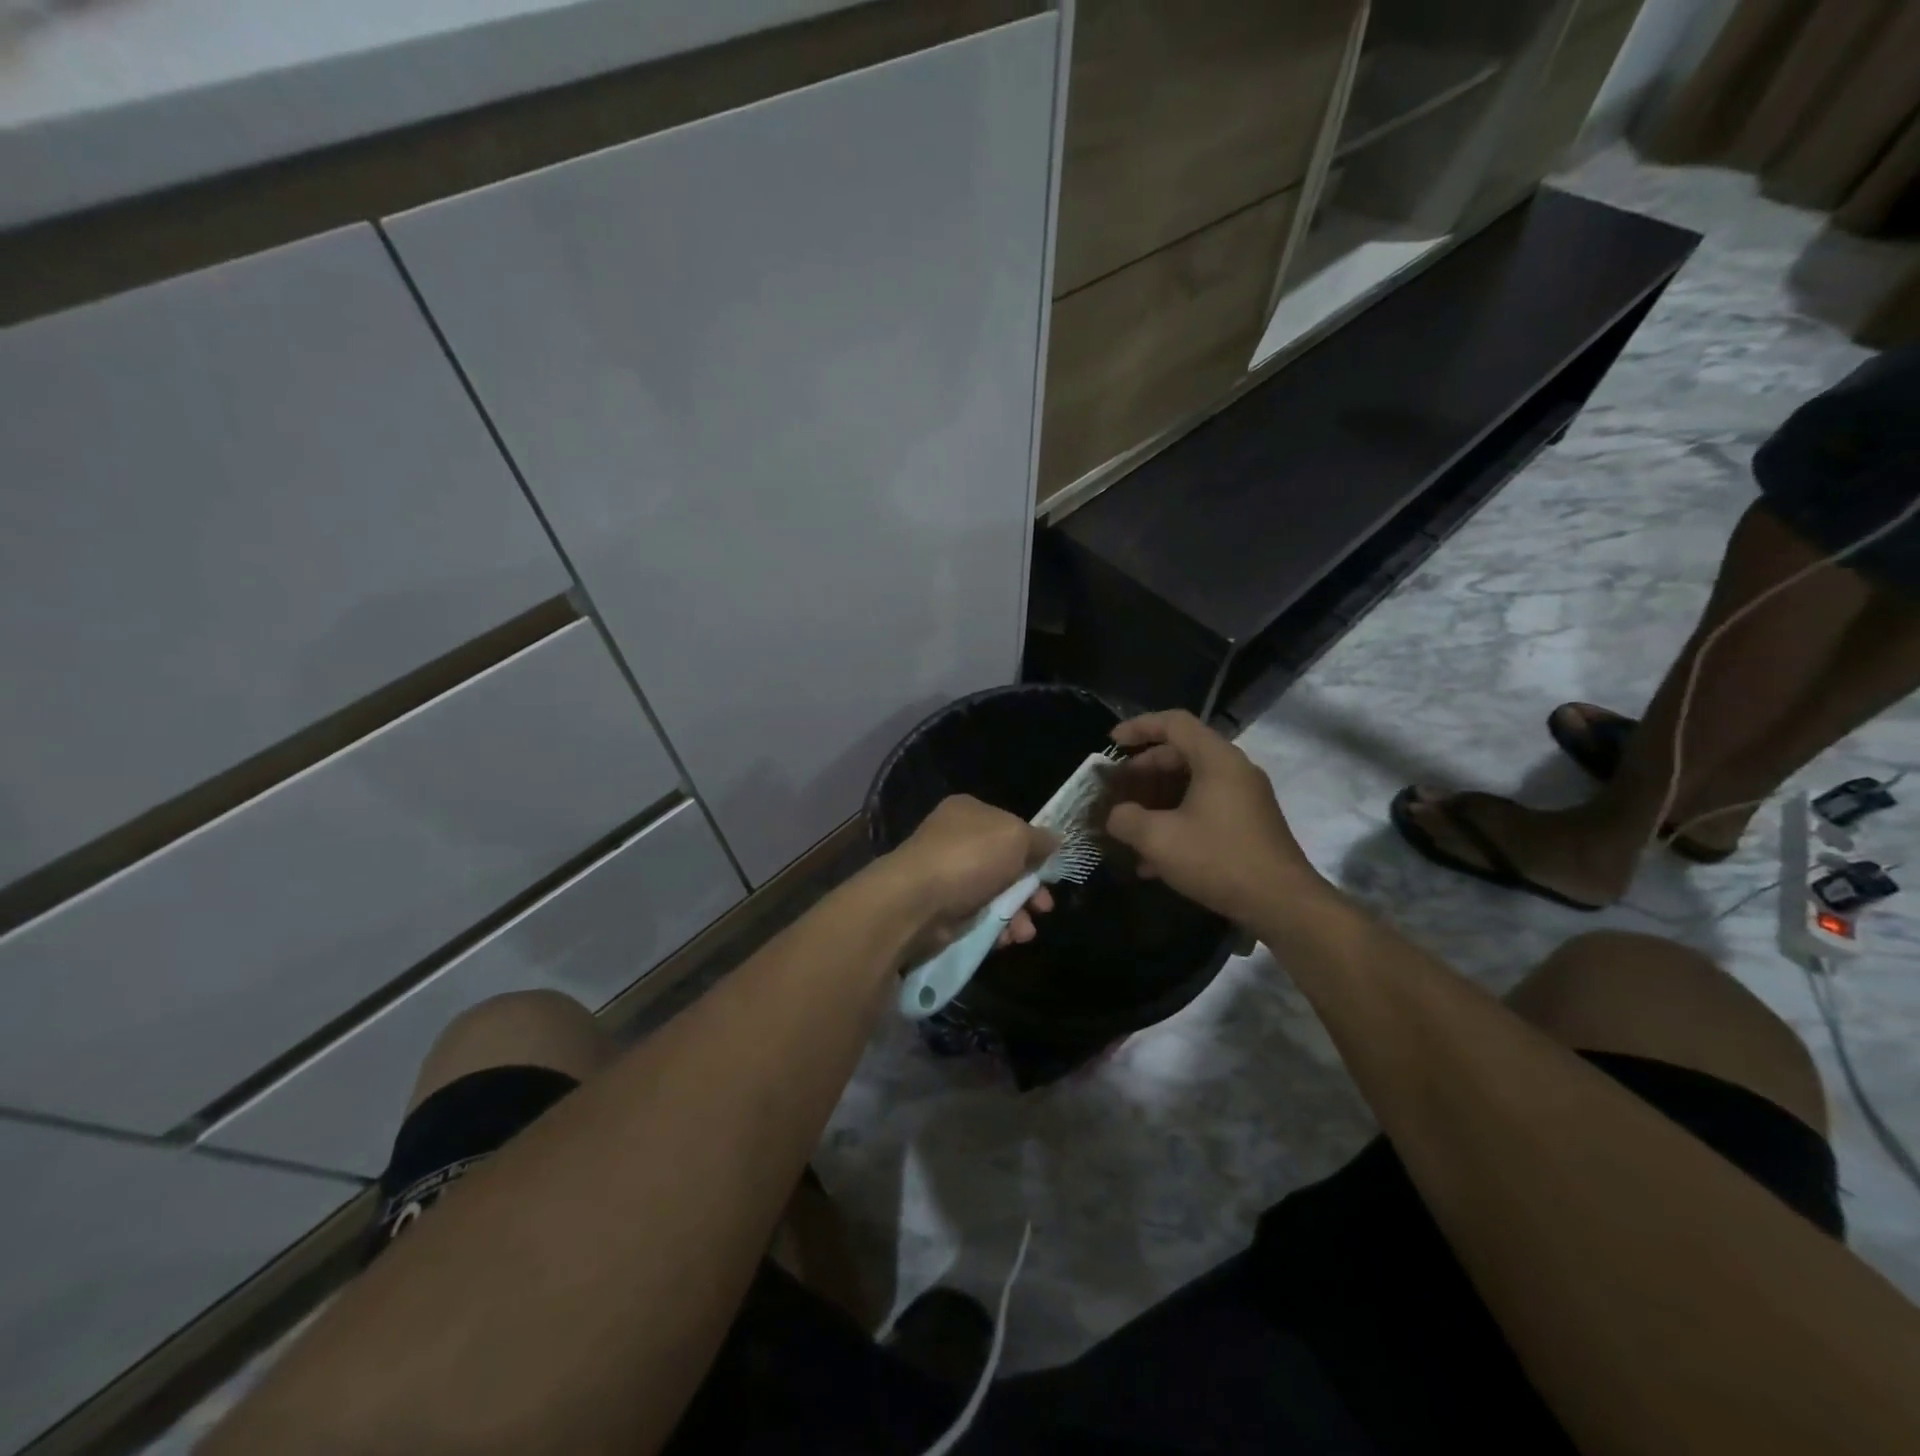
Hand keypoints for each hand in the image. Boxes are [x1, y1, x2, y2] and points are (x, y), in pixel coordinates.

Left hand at [876, 795, 1056, 959]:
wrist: (917, 902)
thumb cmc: (969, 858)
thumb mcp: (1015, 837)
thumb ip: (1039, 839)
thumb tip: (1055, 841)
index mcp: (969, 812)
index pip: (1010, 826)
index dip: (1033, 849)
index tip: (1051, 871)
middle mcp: (956, 840)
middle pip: (1006, 864)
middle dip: (1031, 889)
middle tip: (1045, 907)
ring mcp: (948, 876)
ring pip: (996, 895)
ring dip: (1018, 913)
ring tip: (1025, 932)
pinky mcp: (943, 910)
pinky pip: (980, 917)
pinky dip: (998, 928)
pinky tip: (1008, 939)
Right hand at [1103, 710, 1320, 928]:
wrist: (1282, 904)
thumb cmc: (1218, 859)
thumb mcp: (1158, 838)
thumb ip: (1126, 819)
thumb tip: (1115, 816)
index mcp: (1217, 759)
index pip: (1174, 723)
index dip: (1139, 727)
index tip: (1112, 743)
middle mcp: (1235, 771)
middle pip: (1183, 753)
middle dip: (1145, 769)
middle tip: (1119, 787)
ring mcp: (1246, 799)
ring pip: (1193, 785)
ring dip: (1158, 800)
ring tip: (1130, 823)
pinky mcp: (1249, 826)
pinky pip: (1206, 809)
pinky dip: (1178, 820)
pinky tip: (1153, 858)